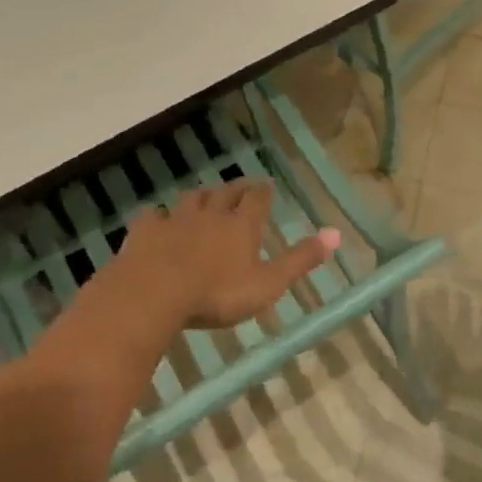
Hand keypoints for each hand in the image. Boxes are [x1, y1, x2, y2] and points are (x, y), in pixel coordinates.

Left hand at [114, 181, 338, 328]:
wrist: (152, 294)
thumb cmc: (217, 293)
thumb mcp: (269, 283)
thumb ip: (301, 260)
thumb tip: (337, 234)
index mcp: (242, 225)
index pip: (257, 199)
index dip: (264, 193)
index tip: (268, 187)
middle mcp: (211, 214)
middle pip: (225, 193)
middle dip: (236, 189)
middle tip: (242, 188)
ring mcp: (175, 220)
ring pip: (191, 199)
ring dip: (201, 197)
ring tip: (206, 198)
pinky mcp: (144, 232)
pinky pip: (154, 217)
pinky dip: (160, 216)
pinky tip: (158, 220)